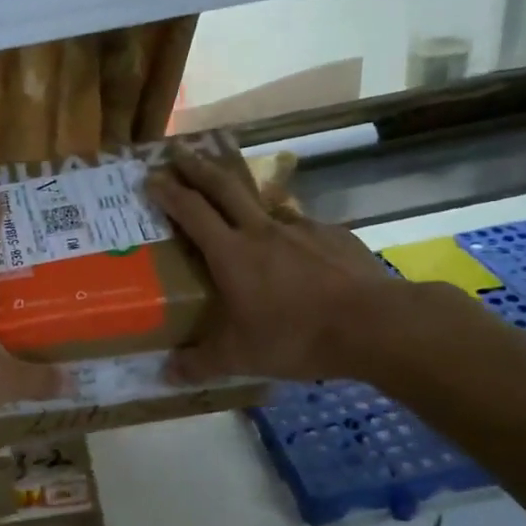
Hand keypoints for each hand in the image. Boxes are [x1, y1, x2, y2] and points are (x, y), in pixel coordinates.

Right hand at [147, 148, 409, 383]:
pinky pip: (302, 227)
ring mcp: (301, 229)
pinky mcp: (334, 236)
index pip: (191, 211)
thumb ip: (200, 364)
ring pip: (264, 203)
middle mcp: (262, 230)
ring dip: (244, 196)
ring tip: (239, 206)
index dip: (168, 191)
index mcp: (231, 253)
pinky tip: (296, 250)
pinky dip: (289, 231)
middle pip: (223, 187)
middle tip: (179, 151)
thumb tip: (166, 374)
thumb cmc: (296, 336)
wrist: (374, 325)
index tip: (151, 177)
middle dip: (197, 167)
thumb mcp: (240, 358)